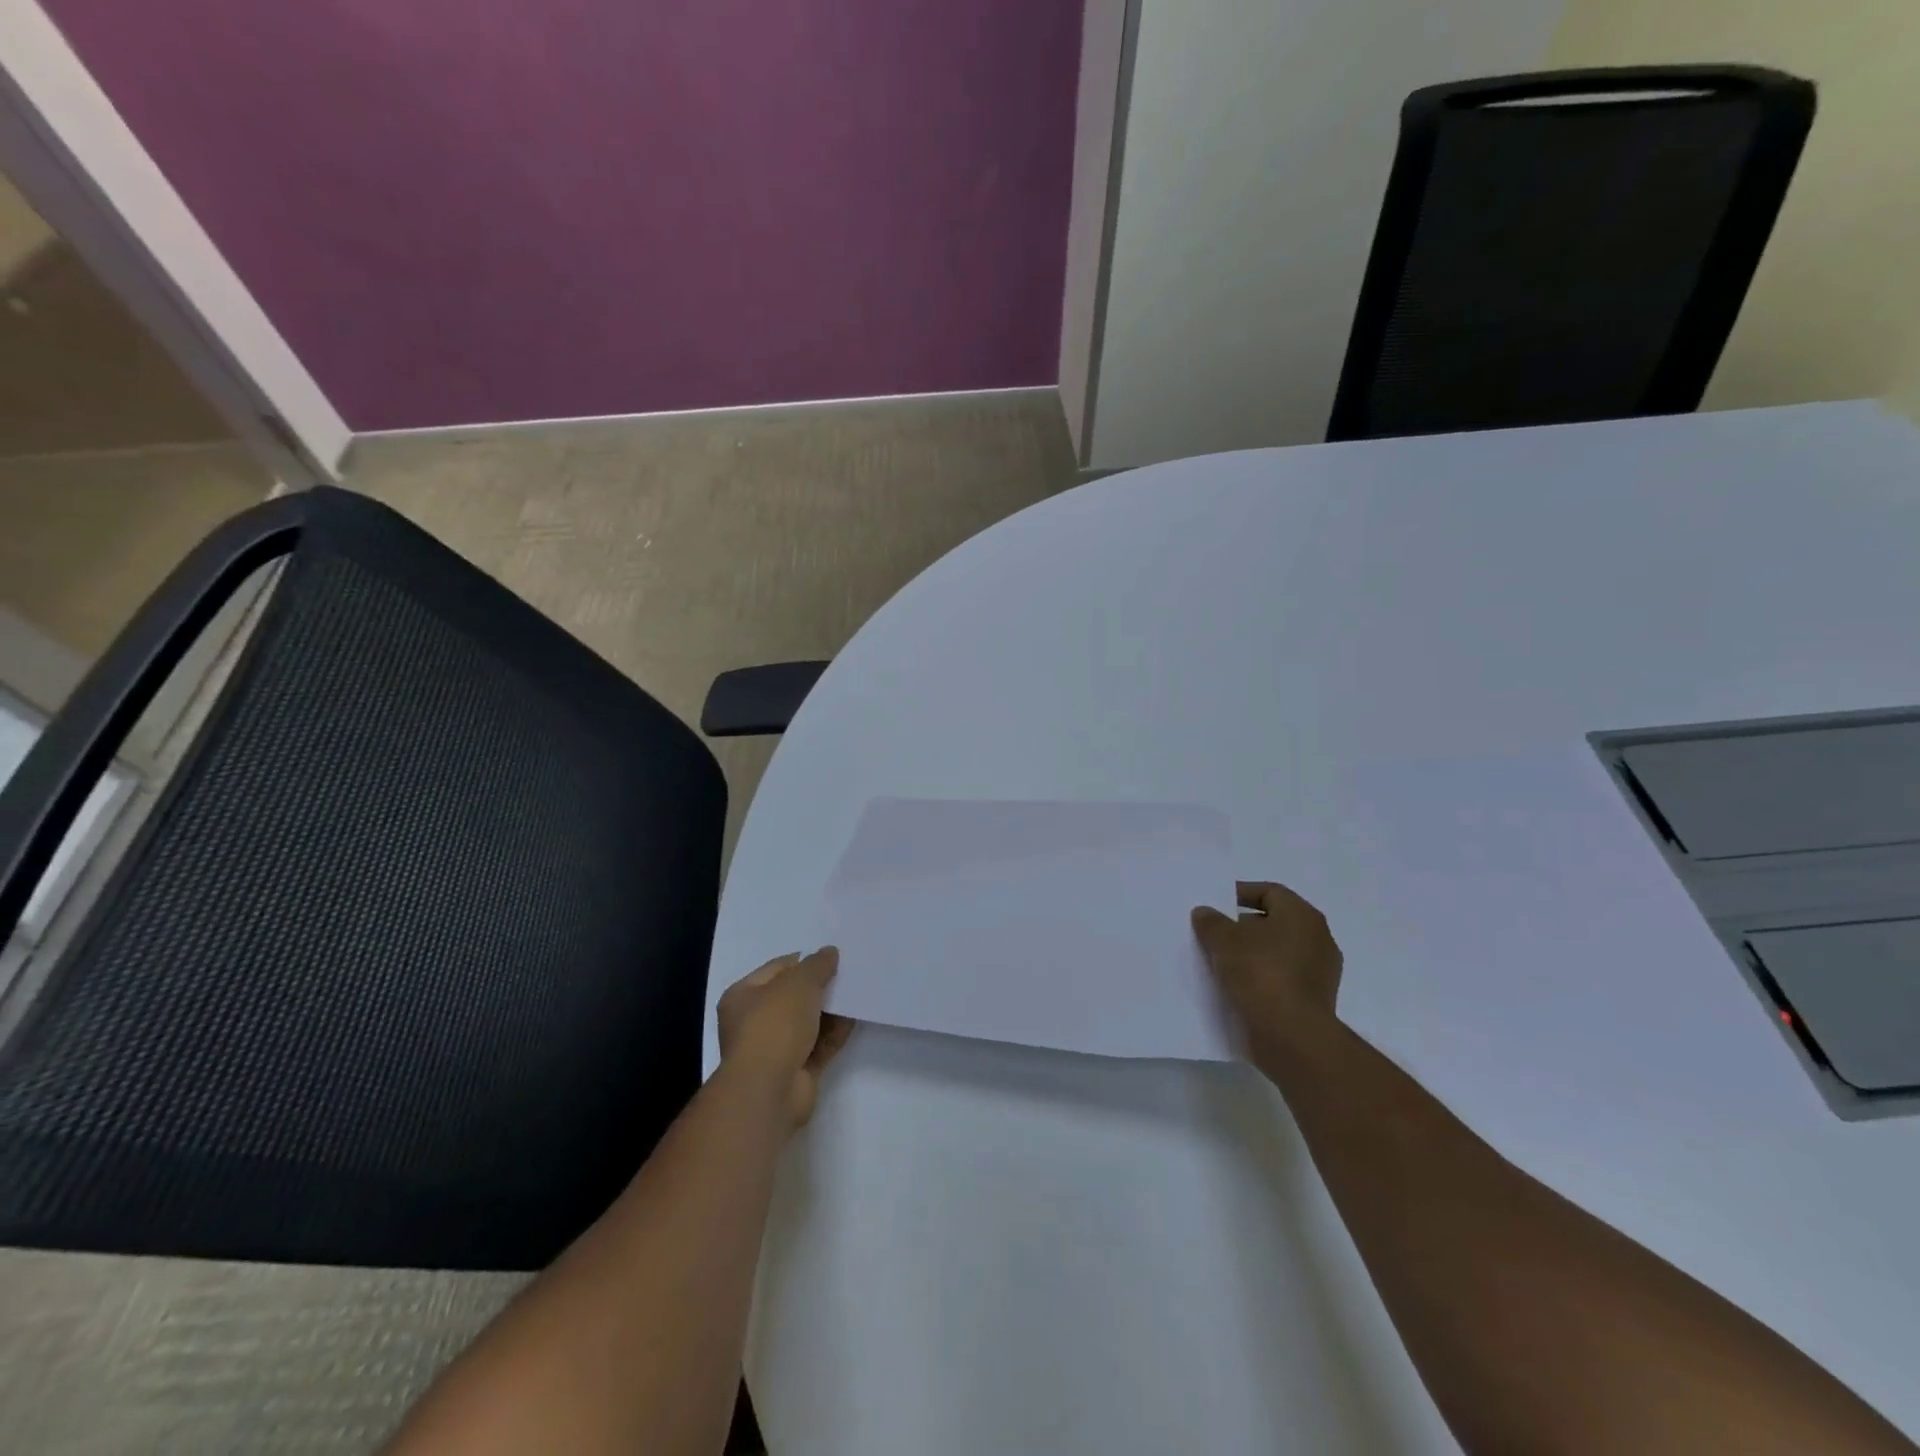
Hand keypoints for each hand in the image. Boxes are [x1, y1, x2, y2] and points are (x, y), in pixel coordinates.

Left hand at [717, 948, 855, 1127]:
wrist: (769, 1090)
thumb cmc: (774, 1026)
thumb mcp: (798, 983)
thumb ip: (817, 965)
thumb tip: (830, 952)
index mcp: (743, 996)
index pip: (777, 969)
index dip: (805, 961)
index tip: (833, 958)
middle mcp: (754, 1022)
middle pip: (793, 996)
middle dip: (820, 986)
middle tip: (849, 973)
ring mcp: (775, 1049)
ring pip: (808, 1022)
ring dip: (831, 1010)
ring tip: (858, 993)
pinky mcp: (796, 1071)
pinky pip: (819, 1045)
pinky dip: (835, 1033)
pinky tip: (855, 1018)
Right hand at [1192, 881, 1343, 1060]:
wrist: (1292, 1037)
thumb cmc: (1261, 975)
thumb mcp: (1224, 941)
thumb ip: (1211, 922)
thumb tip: (1205, 913)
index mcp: (1302, 916)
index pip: (1269, 892)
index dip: (1240, 893)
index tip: (1215, 903)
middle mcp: (1318, 939)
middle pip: (1274, 922)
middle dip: (1242, 926)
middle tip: (1213, 934)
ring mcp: (1320, 972)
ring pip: (1278, 952)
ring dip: (1251, 954)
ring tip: (1220, 962)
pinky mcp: (1315, 1000)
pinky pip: (1282, 978)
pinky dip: (1261, 978)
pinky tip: (1237, 987)